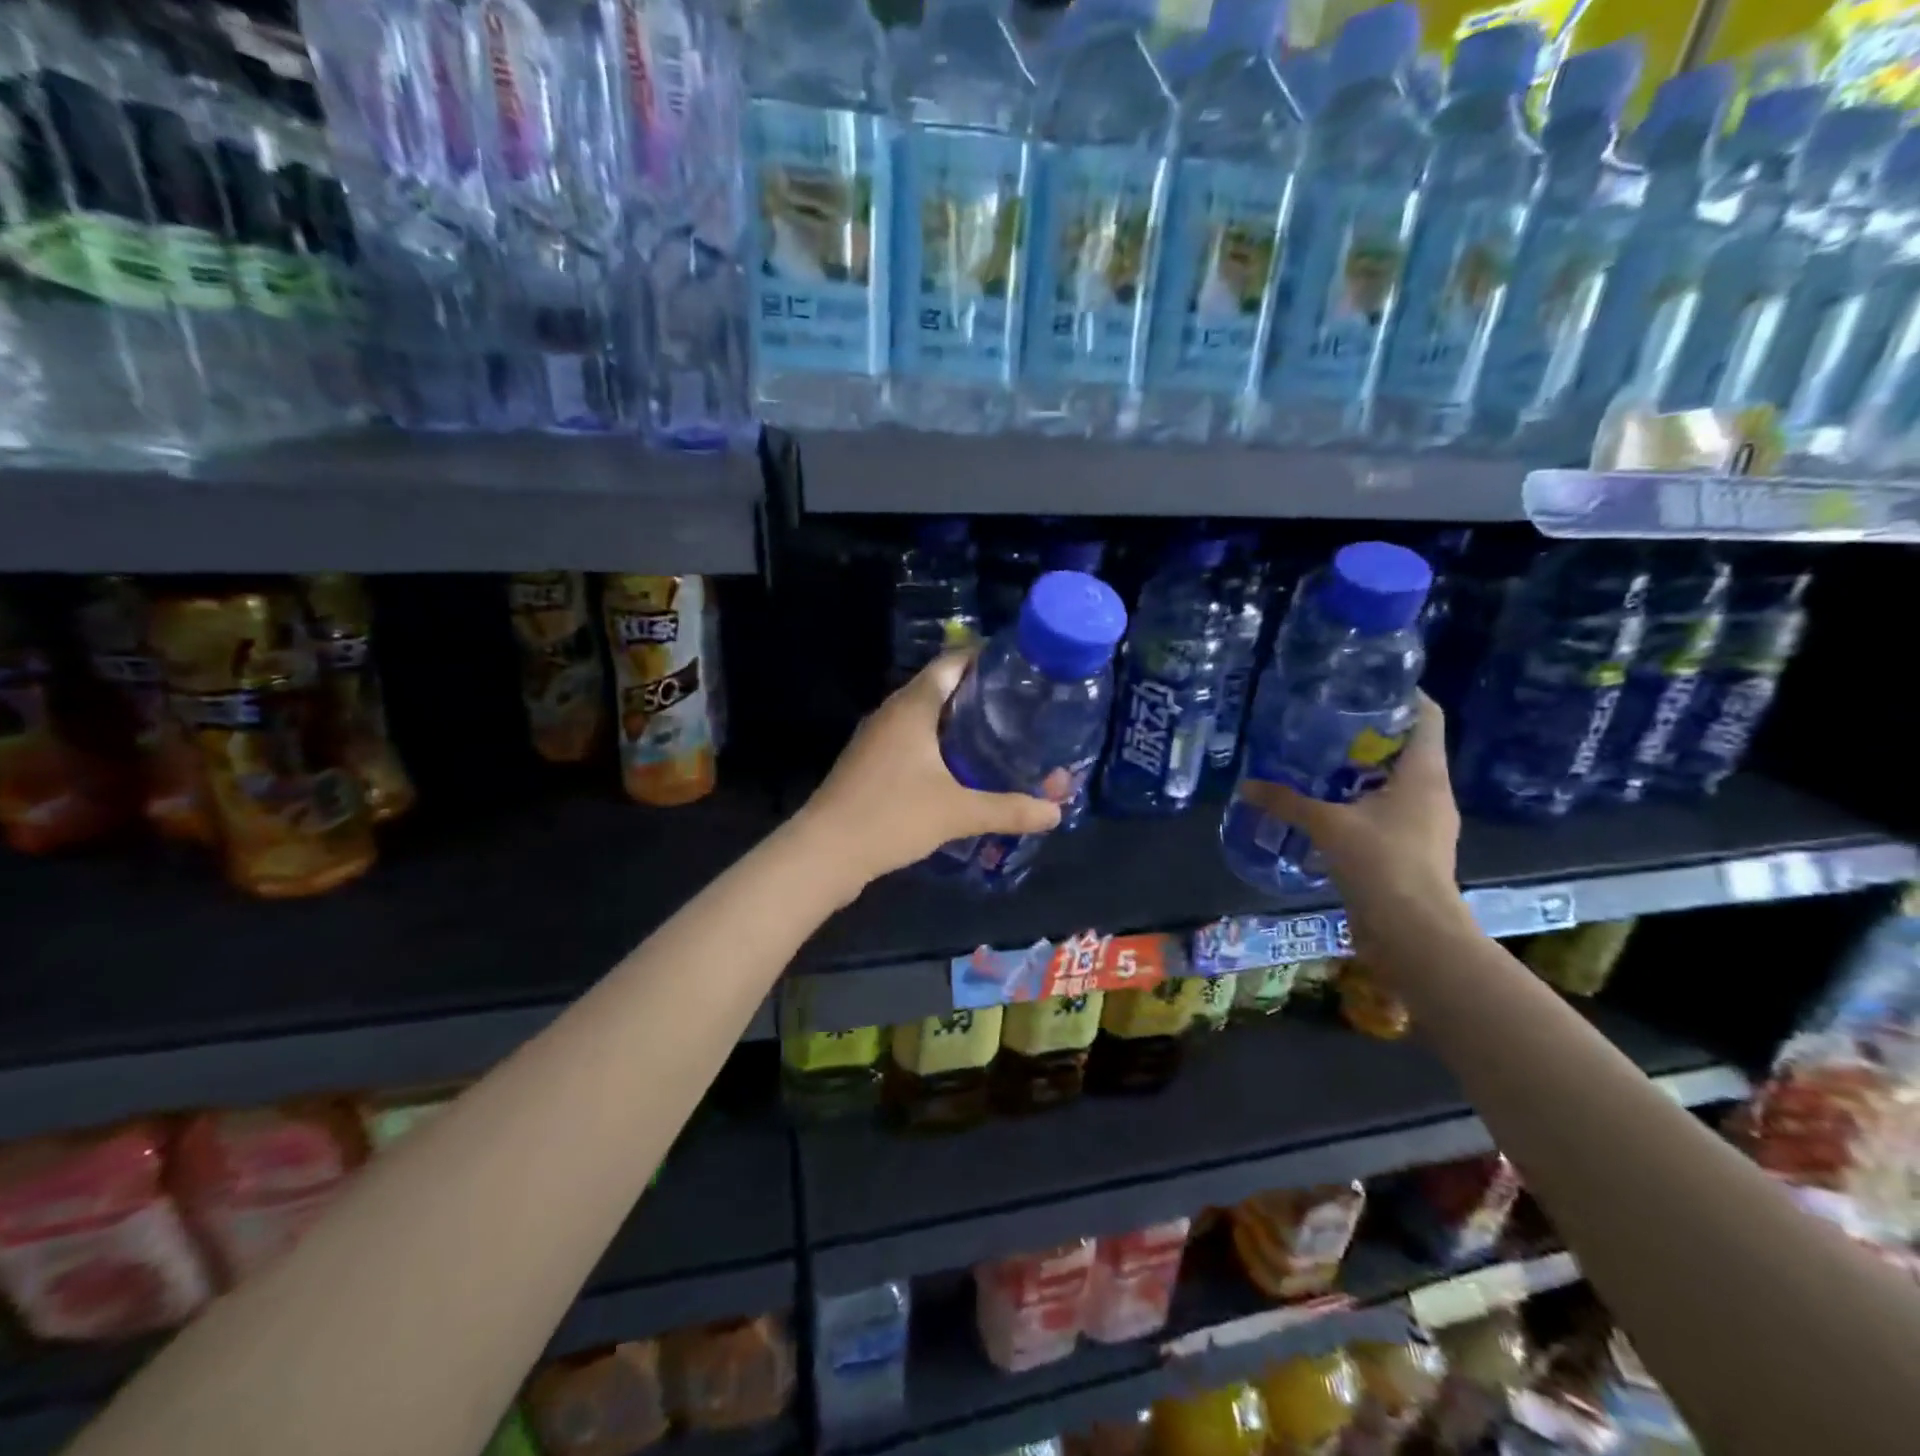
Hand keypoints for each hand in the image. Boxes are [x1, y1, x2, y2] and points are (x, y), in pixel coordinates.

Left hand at [798, 651, 1061, 892]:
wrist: (825, 852)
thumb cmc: (891, 816)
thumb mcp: (958, 812)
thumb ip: (1009, 809)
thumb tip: (1056, 812)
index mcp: (912, 706)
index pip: (953, 663)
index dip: (986, 660)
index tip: (1021, 670)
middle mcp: (892, 713)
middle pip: (942, 689)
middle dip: (980, 696)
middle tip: (1021, 708)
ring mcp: (877, 739)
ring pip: (926, 719)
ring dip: (959, 725)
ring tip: (999, 737)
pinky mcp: (871, 765)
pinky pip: (913, 743)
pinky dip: (940, 748)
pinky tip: (962, 771)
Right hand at [1235, 693, 1461, 934]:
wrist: (1413, 931)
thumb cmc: (1382, 862)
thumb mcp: (1328, 825)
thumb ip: (1287, 801)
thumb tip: (1245, 785)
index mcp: (1424, 773)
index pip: (1426, 716)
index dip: (1403, 694)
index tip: (1365, 684)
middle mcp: (1433, 792)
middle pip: (1407, 747)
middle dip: (1370, 733)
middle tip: (1327, 720)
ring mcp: (1426, 823)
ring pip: (1397, 781)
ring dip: (1364, 770)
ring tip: (1321, 760)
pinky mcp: (1413, 849)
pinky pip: (1389, 810)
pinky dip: (1362, 801)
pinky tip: (1329, 805)